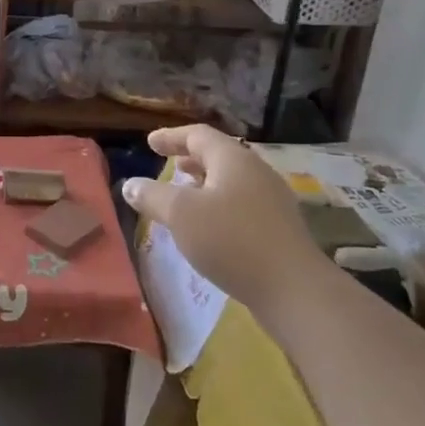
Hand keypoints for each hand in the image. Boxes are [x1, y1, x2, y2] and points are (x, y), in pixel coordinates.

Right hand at [120, 125, 324, 316]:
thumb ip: (152, 195)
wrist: (294, 290)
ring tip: (185, 194)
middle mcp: (256, 172)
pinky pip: (242, 204)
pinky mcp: (279, 229)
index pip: (198, 135)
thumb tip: (130, 184)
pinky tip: (209, 226)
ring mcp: (272, 201)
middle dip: (191, 159)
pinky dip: (219, 204)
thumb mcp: (181, 214)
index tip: (150, 142)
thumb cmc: (231, 240)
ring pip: (231, 181)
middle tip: (169, 164)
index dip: (171, 137)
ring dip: (205, 183)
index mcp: (233, 159)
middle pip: (219, 155)